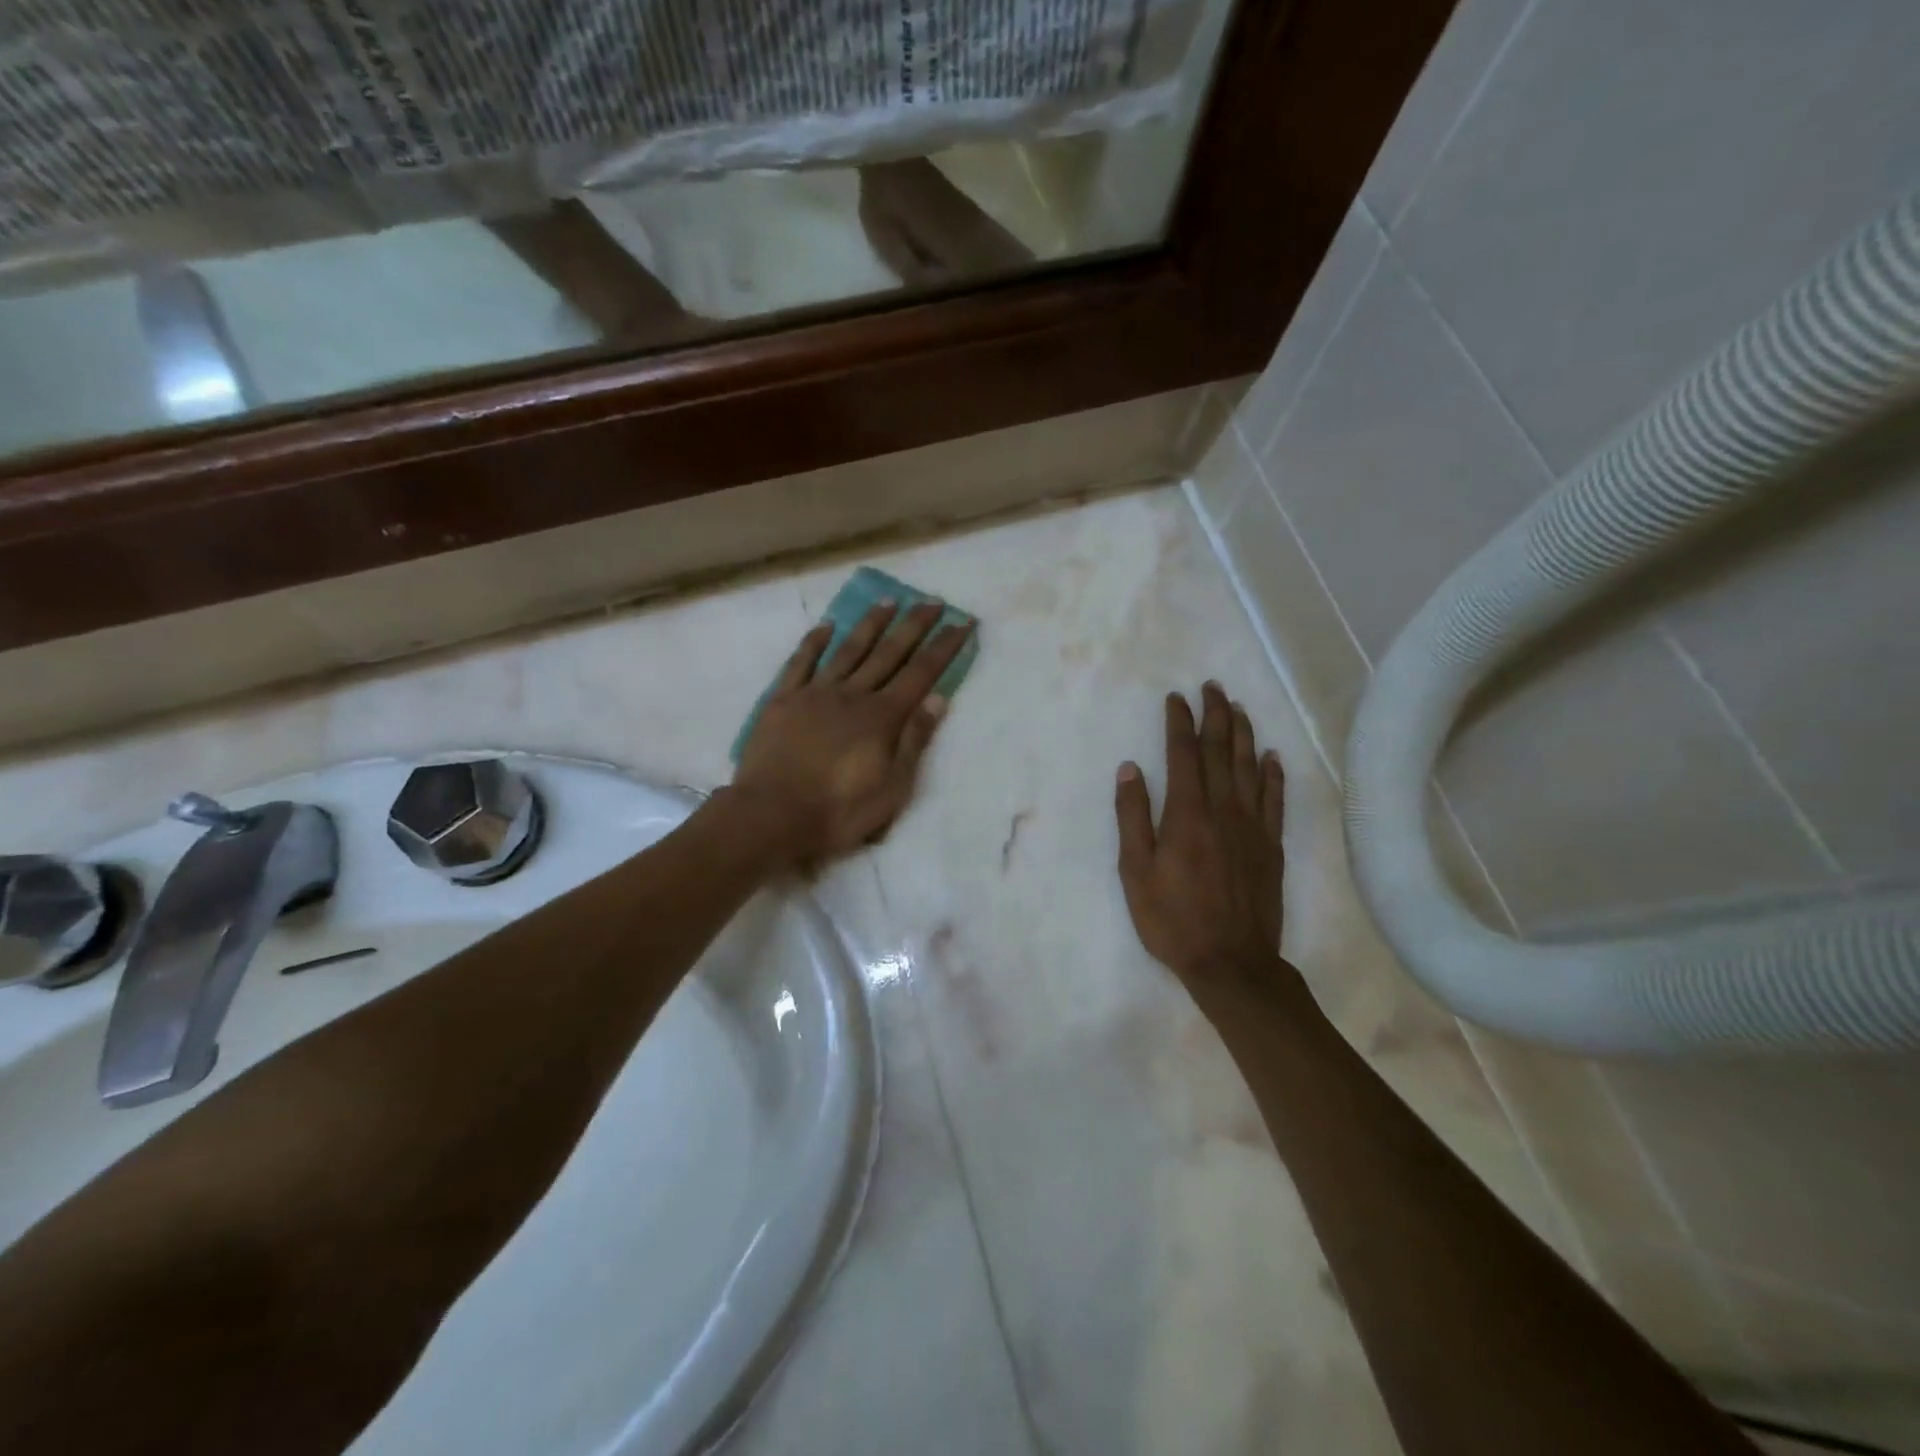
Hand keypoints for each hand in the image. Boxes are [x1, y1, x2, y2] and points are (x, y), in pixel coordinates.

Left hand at [733, 600, 971, 868]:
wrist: (771, 815)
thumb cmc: (838, 810)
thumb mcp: (892, 788)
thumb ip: (914, 741)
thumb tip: (938, 699)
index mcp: (882, 717)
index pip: (922, 673)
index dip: (944, 646)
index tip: (962, 622)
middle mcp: (853, 695)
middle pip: (889, 652)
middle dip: (914, 625)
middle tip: (933, 601)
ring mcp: (815, 693)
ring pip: (849, 649)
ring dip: (871, 624)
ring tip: (889, 600)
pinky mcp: (783, 700)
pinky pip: (801, 662)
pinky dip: (814, 642)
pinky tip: (826, 626)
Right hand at [1115, 683, 1302, 1011]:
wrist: (1231, 962)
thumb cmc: (1172, 919)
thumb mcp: (1135, 872)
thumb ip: (1132, 818)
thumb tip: (1130, 769)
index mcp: (1186, 814)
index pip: (1183, 755)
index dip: (1179, 723)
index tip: (1176, 698)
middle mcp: (1223, 810)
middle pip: (1221, 752)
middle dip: (1216, 715)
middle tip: (1213, 687)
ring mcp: (1253, 826)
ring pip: (1250, 768)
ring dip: (1244, 734)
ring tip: (1239, 707)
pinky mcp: (1272, 845)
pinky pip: (1275, 799)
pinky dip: (1274, 774)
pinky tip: (1272, 756)